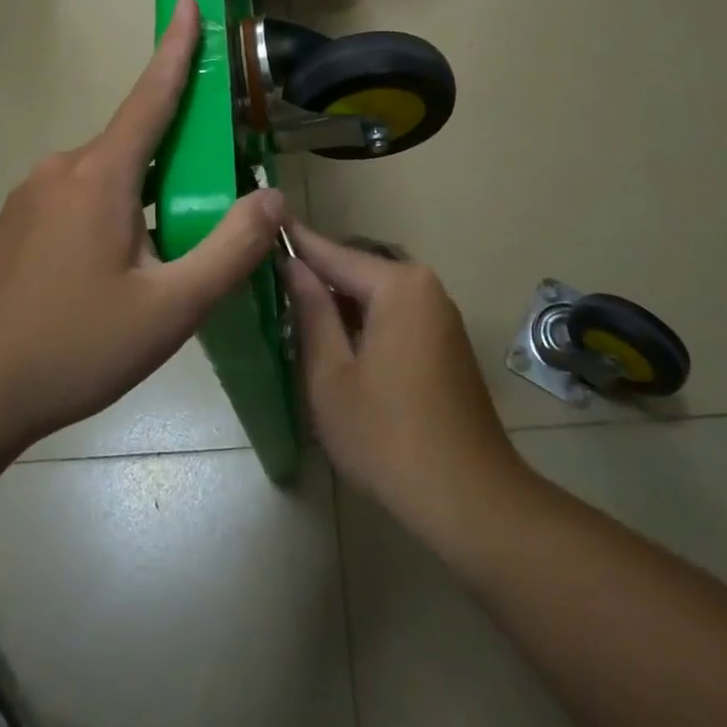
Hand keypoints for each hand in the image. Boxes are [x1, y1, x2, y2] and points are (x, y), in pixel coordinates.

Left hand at [0, 0, 283, 451]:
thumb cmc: (71, 348)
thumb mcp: (169, 310)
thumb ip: (229, 250)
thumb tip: (273, 197)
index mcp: (100, 176)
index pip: (150, 96)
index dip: (176, 49)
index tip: (189, 3)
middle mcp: (62, 169)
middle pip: (137, 143)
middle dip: (182, 156)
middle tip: (217, 202)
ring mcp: (32, 196)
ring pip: (111, 178)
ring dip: (150, 197)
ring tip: (171, 257)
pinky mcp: (18, 224)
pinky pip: (83, 200)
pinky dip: (119, 214)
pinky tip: (123, 271)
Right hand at [283, 225, 526, 540]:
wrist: (468, 498)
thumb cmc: (386, 436)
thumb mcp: (331, 375)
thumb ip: (311, 312)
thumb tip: (292, 266)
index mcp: (398, 286)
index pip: (333, 253)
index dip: (294, 244)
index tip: (258, 229)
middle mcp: (424, 287)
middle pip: (357, 270)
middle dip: (316, 278)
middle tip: (268, 287)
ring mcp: (440, 315)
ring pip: (375, 295)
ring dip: (338, 303)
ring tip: (291, 314)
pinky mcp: (445, 342)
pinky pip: (394, 315)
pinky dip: (362, 322)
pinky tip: (334, 343)